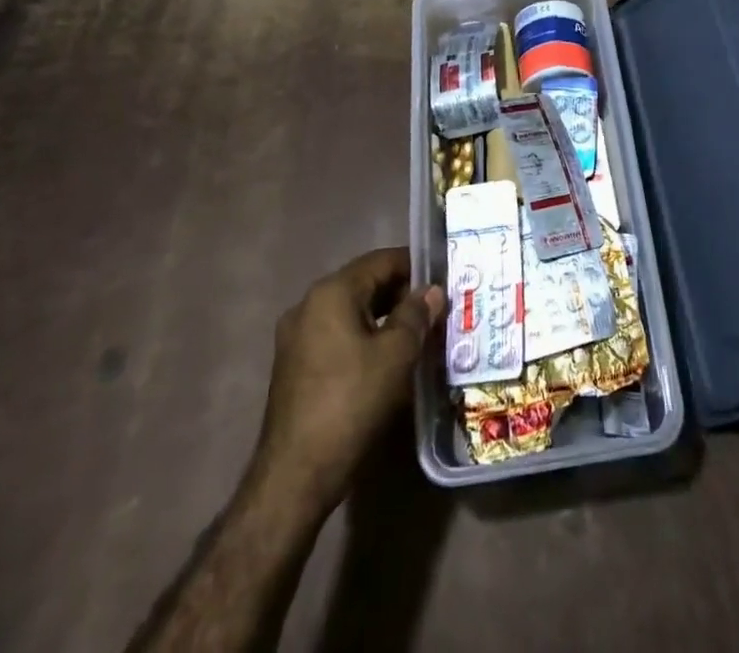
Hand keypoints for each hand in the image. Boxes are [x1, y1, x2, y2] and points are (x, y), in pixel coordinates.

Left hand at [252, 247, 444, 515]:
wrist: (295, 477)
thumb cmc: (351, 404)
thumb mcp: (396, 356)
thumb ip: (416, 315)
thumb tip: (432, 291)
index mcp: (332, 292)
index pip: (381, 260)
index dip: (415, 266)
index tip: (444, 277)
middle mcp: (309, 304)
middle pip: (365, 284)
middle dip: (401, 294)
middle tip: (437, 309)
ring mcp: (297, 337)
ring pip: (351, 312)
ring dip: (384, 319)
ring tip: (418, 335)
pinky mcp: (294, 367)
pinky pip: (337, 336)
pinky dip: (364, 339)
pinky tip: (387, 361)